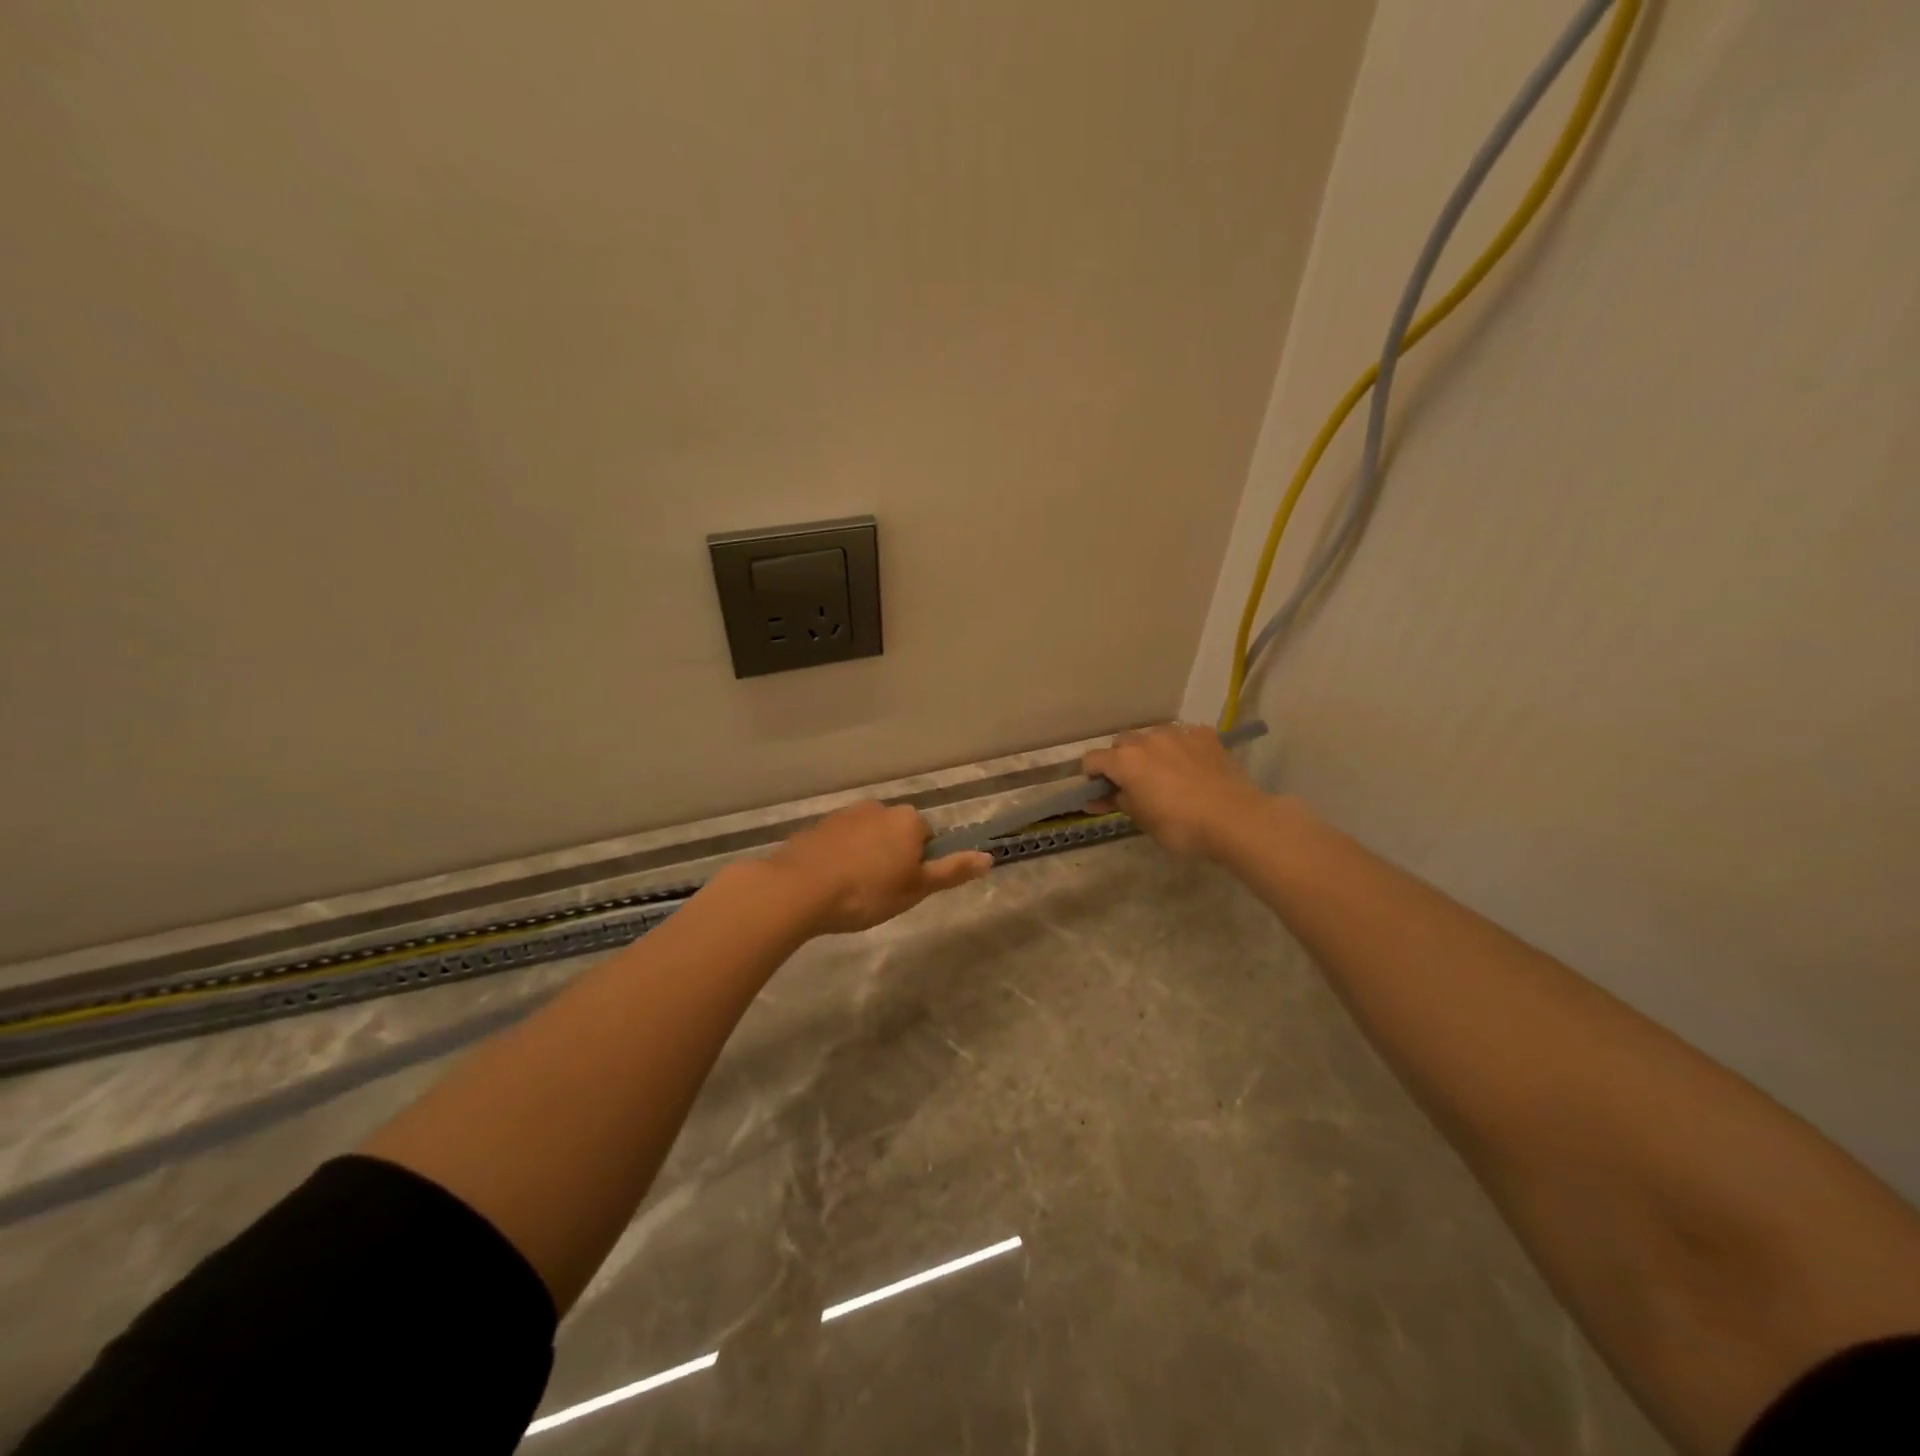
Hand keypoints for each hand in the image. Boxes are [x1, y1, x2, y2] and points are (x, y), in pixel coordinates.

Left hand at [765, 800, 993, 935]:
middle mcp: (878, 808)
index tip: (904, 888)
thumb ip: (952, 871)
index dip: (918, 865)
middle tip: (880, 893)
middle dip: (891, 857)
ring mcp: (844, 815)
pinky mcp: (817, 827)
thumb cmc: (867, 891)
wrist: (799, 889)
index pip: (927, 838)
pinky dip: (839, 858)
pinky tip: (829, 884)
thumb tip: (988, 857)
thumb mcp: (916, 888)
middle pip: (896, 834)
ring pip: (866, 837)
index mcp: (907, 819)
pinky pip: (839, 842)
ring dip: (864, 856)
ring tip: (852, 891)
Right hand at [1082, 723, 1269, 858]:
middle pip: (1121, 743)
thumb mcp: (1141, 820)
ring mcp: (1178, 733)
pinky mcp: (1205, 736)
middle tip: (1134, 786)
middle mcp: (1147, 739)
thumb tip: (1099, 797)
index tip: (1101, 794)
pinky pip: (1183, 737)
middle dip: (1121, 761)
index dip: (1091, 777)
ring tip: (1166, 776)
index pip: (1092, 759)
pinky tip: (1192, 768)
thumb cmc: (1180, 826)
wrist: (1235, 819)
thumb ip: (1117, 802)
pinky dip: (1181, 749)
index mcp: (1125, 760)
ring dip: (1150, 752)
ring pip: (1152, 737)